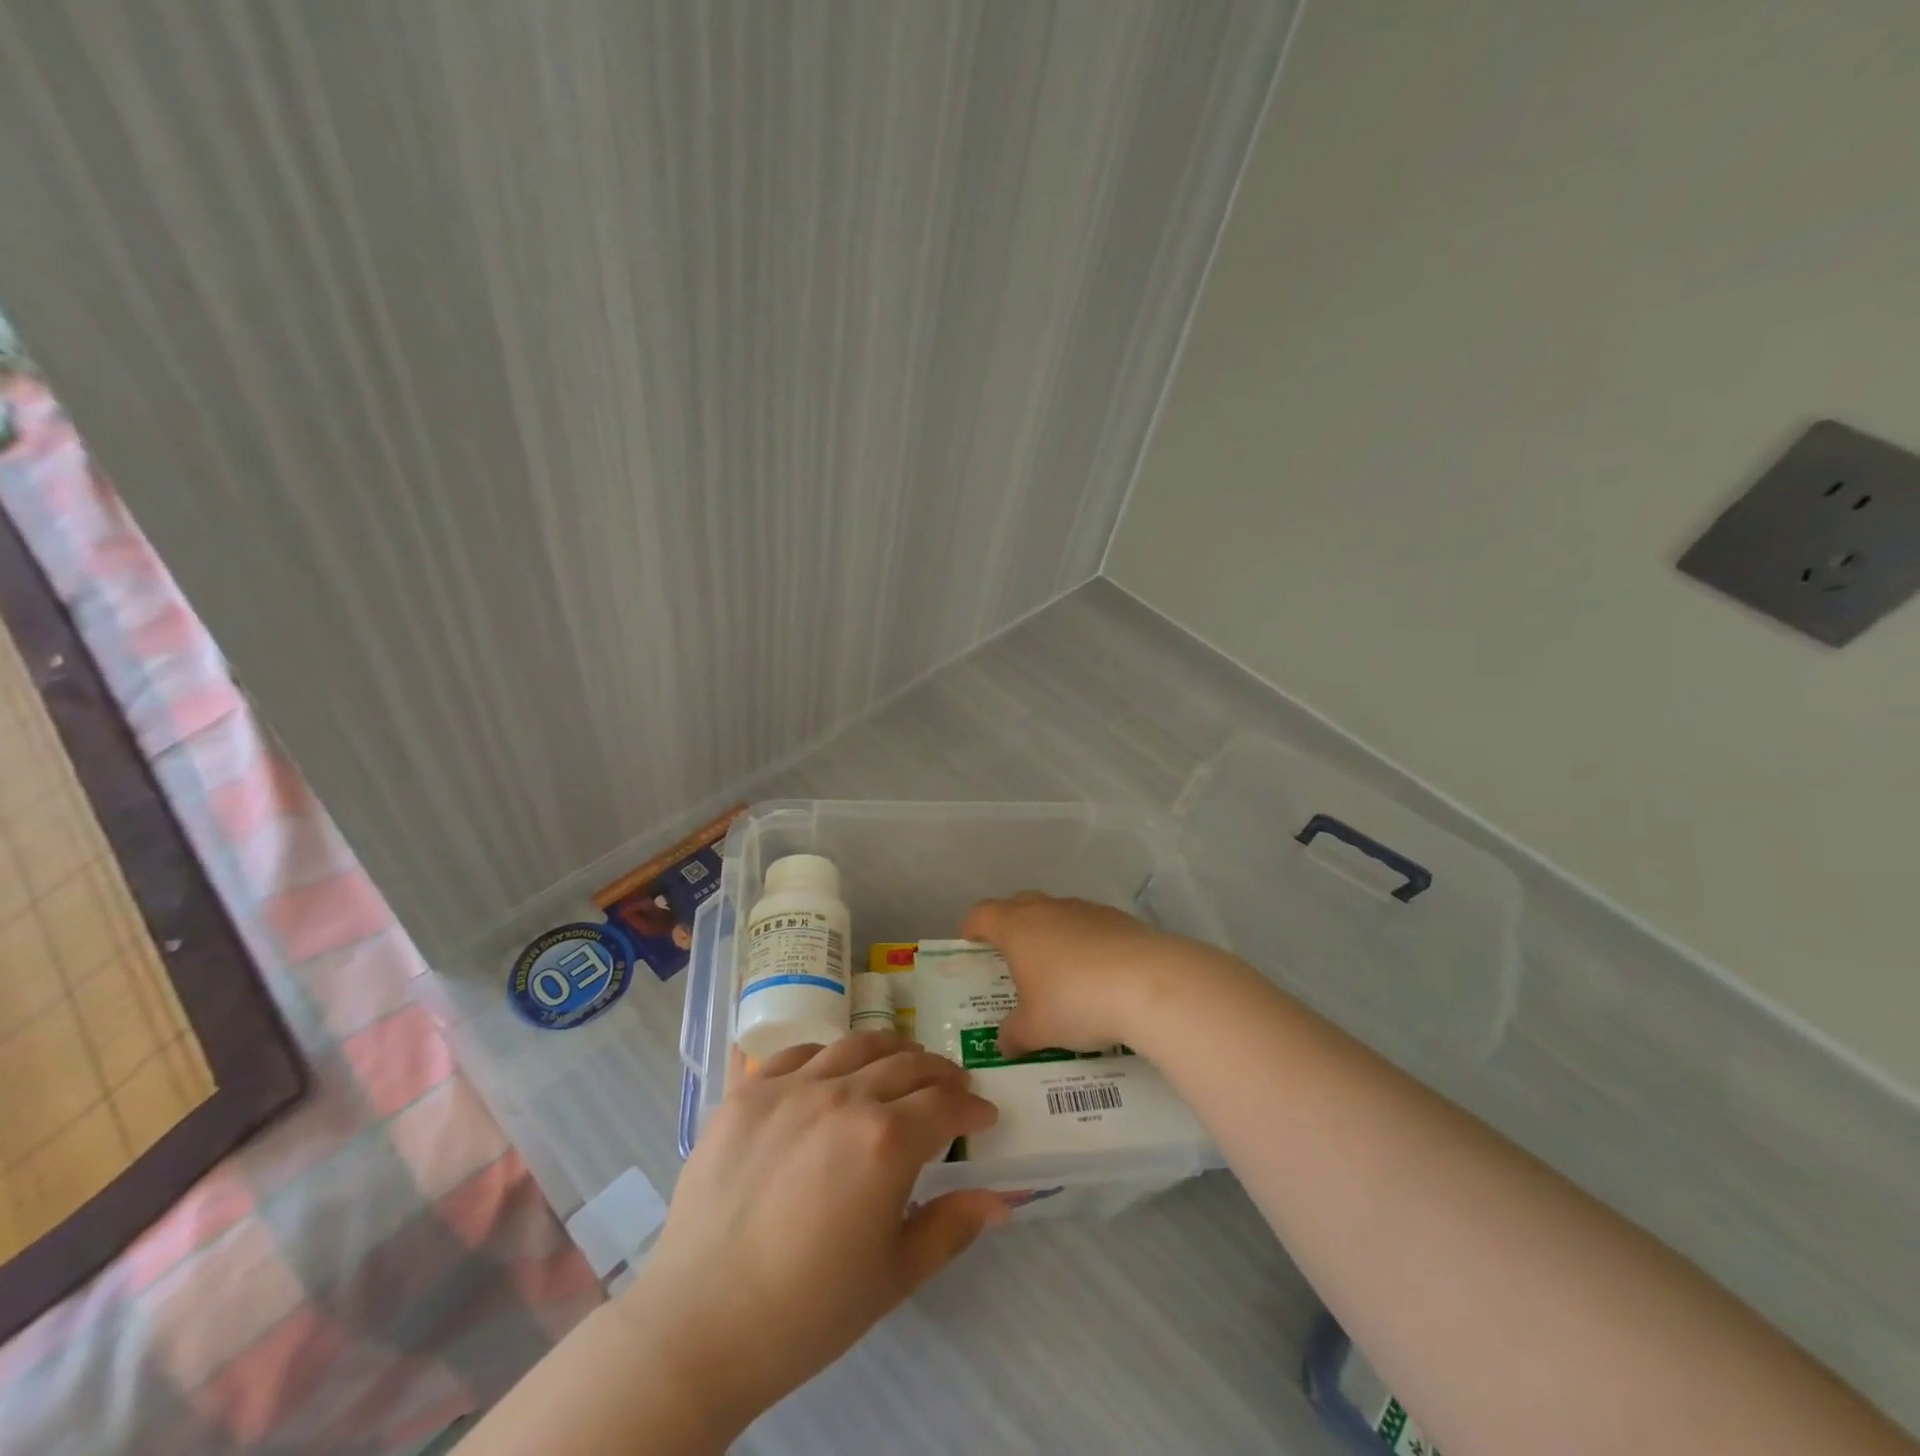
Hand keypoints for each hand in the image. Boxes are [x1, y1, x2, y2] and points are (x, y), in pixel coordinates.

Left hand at [621, 1032, 1007, 1432]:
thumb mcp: (894, 1276)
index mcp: (886, 1140)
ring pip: (856, 1044)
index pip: (946, 1105)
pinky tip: (830, 1072)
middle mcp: (844, 1096)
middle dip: (939, 1074)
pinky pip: (797, 1053)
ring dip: (891, 1050)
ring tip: (900, 1064)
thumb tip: (998, 1199)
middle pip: (907, 1064)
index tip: (983, 1116)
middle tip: (950, 1087)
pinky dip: (827, 1055)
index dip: (972, 1108)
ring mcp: (791, 1087)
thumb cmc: (807, 1311)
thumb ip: (951, 1227)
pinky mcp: (748, 1091)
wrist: (700, 1326)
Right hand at [961, 892, 1224, 1057]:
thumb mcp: (1036, 1029)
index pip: (982, 914)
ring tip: (1056, 970)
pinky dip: (1083, 942)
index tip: (970, 943)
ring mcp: (1085, 910)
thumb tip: (1003, 1042)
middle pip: (1018, 905)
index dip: (972, 927)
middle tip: (1009, 957)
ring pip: (1056, 914)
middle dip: (1010, 926)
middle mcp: (1047, 909)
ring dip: (1050, 934)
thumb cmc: (1076, 1002)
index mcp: (1017, 927)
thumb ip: (1014, 1034)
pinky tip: (1095, 974)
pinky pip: (1088, 925)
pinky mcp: (1117, 919)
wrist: (1148, 984)